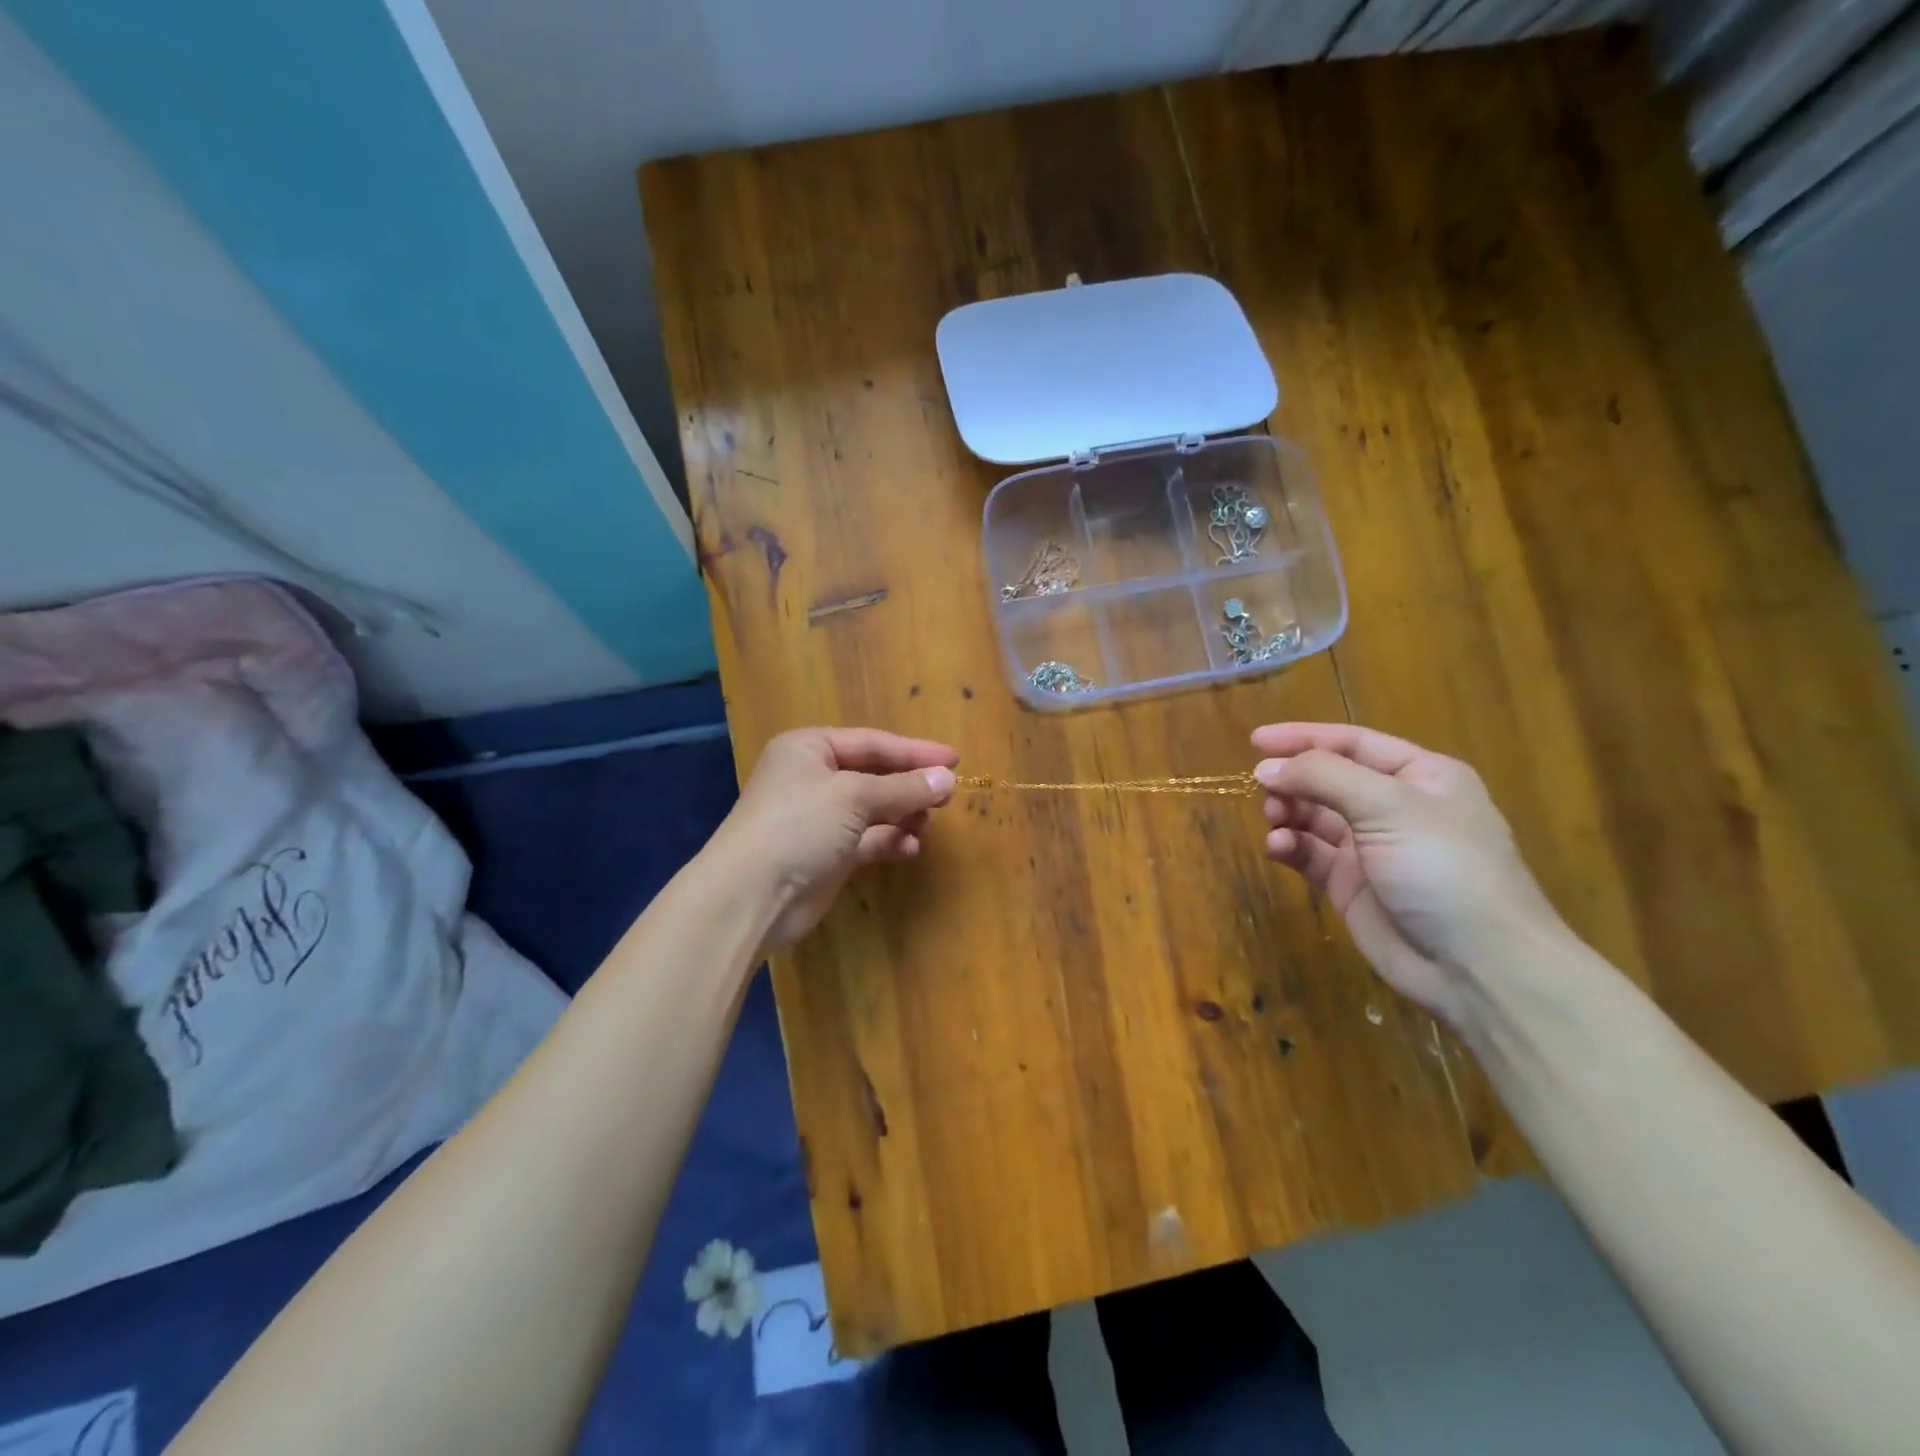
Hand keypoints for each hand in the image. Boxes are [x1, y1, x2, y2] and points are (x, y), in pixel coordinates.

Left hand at [715, 727, 957, 952]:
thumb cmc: (799, 825)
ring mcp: (819, 819)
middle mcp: (813, 779)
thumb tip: (947, 779)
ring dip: (903, 814)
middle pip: (874, 775)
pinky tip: (911, 848)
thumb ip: (903, 787)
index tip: (955, 759)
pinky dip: (890, 841)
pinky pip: (868, 840)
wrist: (751, 896)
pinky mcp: (827, 855)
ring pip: (873, 809)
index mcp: (810, 749)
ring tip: (929, 822)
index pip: (872, 743)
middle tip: (948, 793)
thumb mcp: (854, 797)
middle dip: (910, 784)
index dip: (914, 751)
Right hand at [1251, 722, 1564, 1029]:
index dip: (1303, 737)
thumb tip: (1265, 766)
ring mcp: (1371, 848)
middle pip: (1328, 778)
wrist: (1477, 967)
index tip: (1254, 741)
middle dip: (1293, 780)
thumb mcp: (1389, 806)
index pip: (1352, 743)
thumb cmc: (1443, 869)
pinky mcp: (1349, 885)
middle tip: (1263, 790)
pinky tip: (1278, 849)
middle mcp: (1395, 807)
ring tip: (1274, 820)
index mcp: (1420, 777)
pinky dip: (1290, 846)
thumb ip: (1324, 777)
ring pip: (1313, 816)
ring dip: (1288, 812)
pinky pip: (1309, 854)